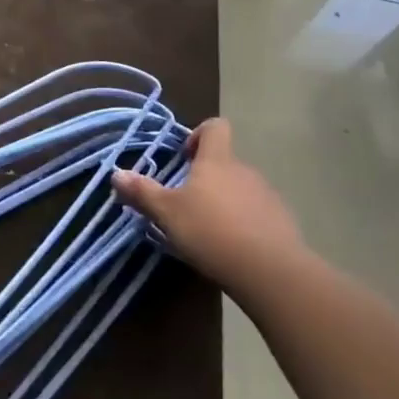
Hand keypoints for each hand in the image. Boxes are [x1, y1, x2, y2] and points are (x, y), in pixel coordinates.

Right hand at [112, 120, 300, 292]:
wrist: (270, 270)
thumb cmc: (211, 231)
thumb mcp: (167, 213)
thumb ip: (142, 192)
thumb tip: (116, 174)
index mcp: (217, 161)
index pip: (215, 127)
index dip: (199, 134)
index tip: (185, 157)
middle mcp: (245, 170)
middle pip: (224, 162)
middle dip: (206, 178)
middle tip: (186, 204)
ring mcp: (267, 195)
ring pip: (241, 188)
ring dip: (225, 201)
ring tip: (208, 231)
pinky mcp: (282, 221)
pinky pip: (258, 212)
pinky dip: (245, 223)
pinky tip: (233, 248)